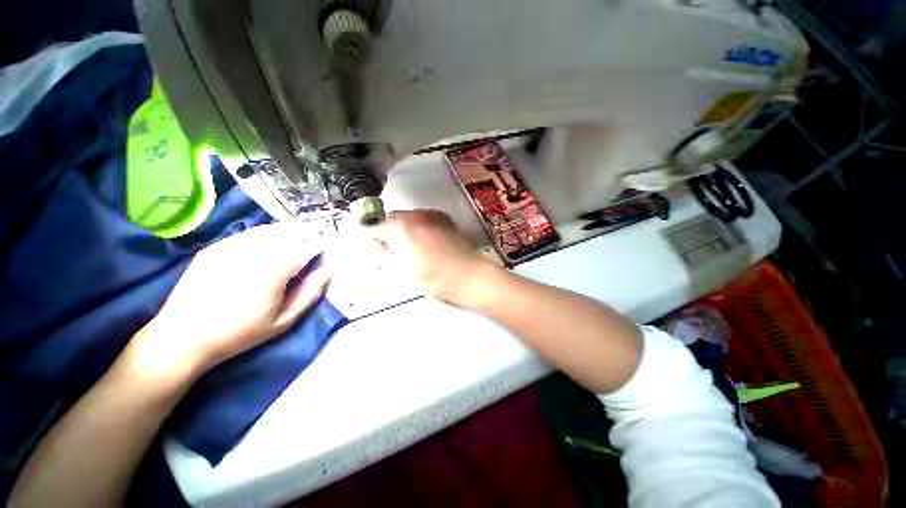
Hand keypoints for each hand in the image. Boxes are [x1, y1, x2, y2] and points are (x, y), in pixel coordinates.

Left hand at [124, 223, 330, 378]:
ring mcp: (230, 248)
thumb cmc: (239, 334)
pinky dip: (266, 233)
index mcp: (273, 272)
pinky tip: (271, 240)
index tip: (327, 244)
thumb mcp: (282, 321)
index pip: (305, 248)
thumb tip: (327, 270)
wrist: (182, 337)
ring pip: (268, 230)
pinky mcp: (215, 248)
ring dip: (288, 230)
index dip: (319, 244)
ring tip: (298, 234)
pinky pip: (248, 233)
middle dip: (306, 233)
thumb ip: (309, 294)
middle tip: (316, 236)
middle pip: (288, 234)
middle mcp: (253, 254)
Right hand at [373, 210, 492, 301]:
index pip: (378, 227)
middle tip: (403, 252)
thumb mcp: (402, 269)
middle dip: (394, 233)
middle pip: (395, 219)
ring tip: (421, 248)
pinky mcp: (445, 217)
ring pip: (411, 218)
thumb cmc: (432, 277)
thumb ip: (386, 253)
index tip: (386, 252)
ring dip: (410, 229)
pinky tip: (433, 243)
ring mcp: (432, 214)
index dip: (380, 241)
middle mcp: (414, 214)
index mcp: (400, 227)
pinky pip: (426, 219)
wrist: (466, 274)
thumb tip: (377, 244)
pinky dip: (424, 227)